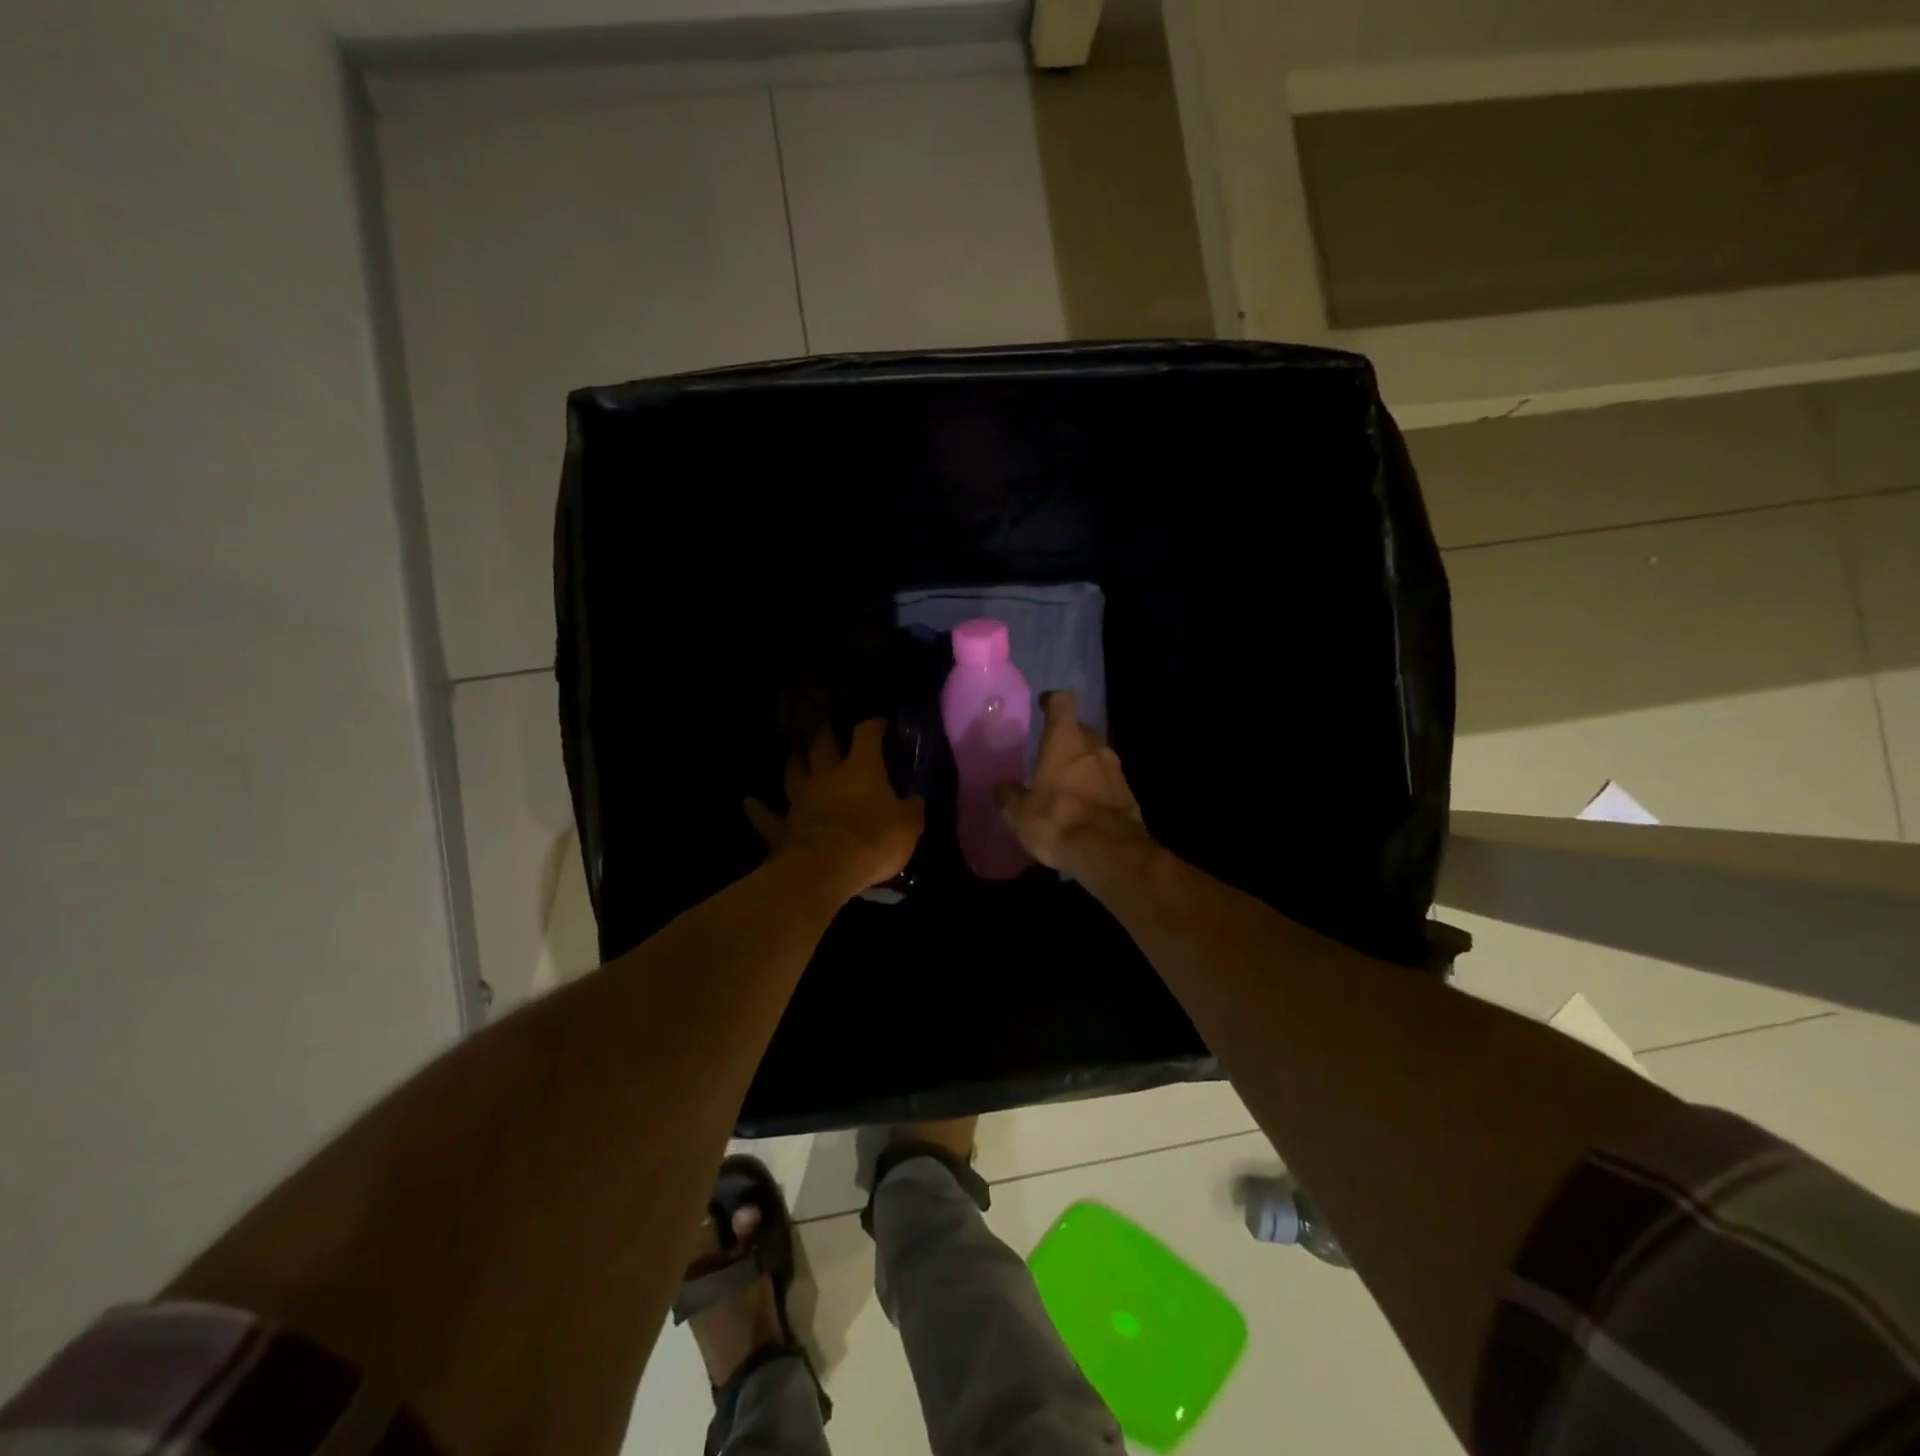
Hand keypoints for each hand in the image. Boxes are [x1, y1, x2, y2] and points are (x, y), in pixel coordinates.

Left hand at [746, 720, 923, 896]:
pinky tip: (749, 802)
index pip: (867, 734)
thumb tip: (915, 799)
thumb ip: (911, 809)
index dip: (873, 725)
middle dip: (826, 736)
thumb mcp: (909, 825)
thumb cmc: (874, 839)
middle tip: (828, 731)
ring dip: (794, 764)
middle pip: (823, 746)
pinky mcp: (783, 827)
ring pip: (794, 773)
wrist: (827, 868)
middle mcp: (827, 775)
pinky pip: (767, 816)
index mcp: (862, 768)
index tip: (879, 723)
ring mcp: (801, 799)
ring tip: (794, 757)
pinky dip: (758, 809)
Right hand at [995, 692, 1151, 878]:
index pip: (1062, 702)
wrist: (1109, 853)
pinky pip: (1108, 782)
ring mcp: (1116, 770)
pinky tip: (1085, 806)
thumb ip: (1009, 796)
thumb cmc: (1057, 821)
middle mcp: (1094, 747)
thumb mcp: (1019, 813)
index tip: (1043, 704)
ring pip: (1096, 756)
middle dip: (1067, 738)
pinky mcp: (1129, 795)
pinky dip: (1096, 787)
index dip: (1052, 701)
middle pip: (1081, 729)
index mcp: (1065, 740)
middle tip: (1050, 753)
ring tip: (1066, 783)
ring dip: (1083, 764)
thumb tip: (1002, 788)